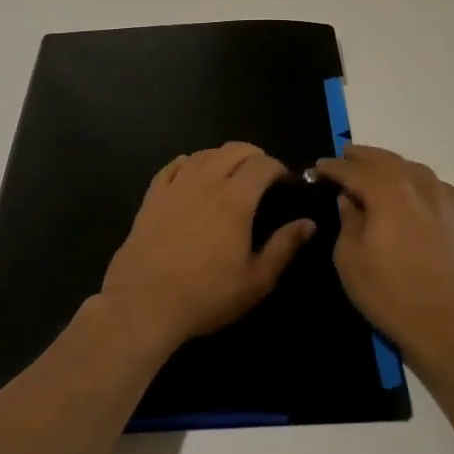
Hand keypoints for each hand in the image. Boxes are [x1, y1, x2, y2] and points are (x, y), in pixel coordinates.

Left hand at [100, 143, 316, 353]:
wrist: (144, 303)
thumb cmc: (207, 295)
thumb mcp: (257, 279)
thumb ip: (285, 246)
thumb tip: (309, 223)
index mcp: (236, 199)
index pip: (263, 164)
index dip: (279, 168)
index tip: (286, 183)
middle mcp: (206, 182)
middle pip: (234, 150)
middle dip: (254, 155)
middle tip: (263, 175)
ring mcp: (176, 187)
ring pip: (204, 154)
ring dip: (223, 156)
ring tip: (231, 173)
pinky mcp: (152, 197)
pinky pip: (172, 167)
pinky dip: (188, 162)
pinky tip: (192, 171)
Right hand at [310, 145, 453, 374]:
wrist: (450, 327)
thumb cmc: (390, 294)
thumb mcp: (350, 259)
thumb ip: (348, 221)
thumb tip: (350, 200)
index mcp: (387, 190)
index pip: (352, 170)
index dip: (332, 168)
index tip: (317, 168)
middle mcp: (419, 183)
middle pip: (385, 160)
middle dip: (361, 157)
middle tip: (345, 157)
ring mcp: (446, 198)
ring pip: (413, 169)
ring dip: (391, 166)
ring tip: (376, 171)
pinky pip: (435, 187)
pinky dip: (418, 182)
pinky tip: (413, 193)